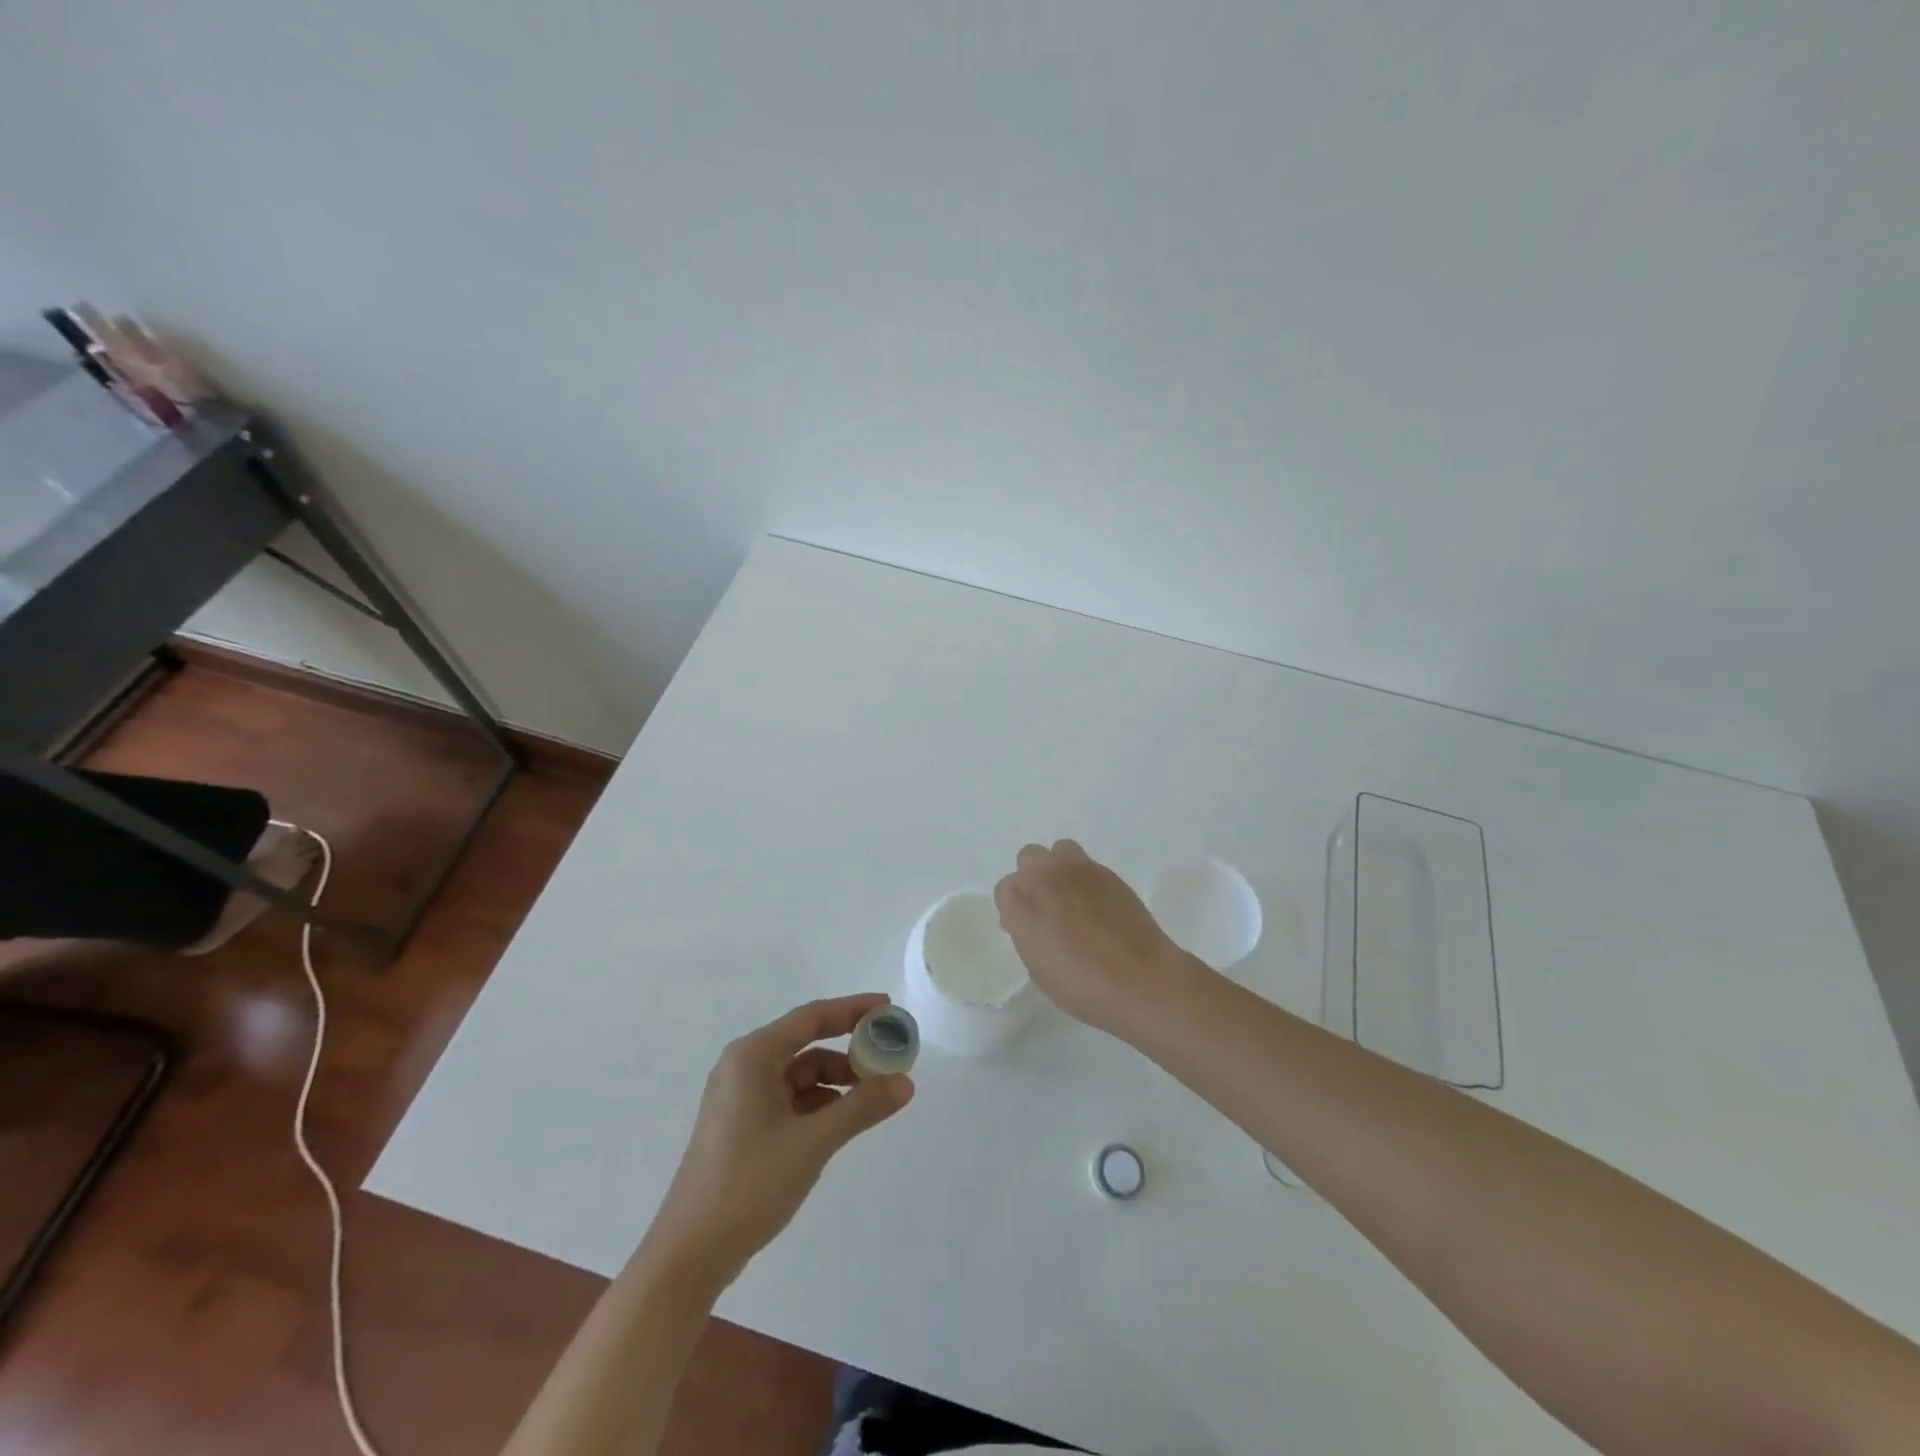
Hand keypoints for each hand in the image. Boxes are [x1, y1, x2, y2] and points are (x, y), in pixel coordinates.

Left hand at [649, 994, 913, 1286]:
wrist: (690, 1255)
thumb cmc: (750, 1184)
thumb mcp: (814, 1142)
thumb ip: (862, 1107)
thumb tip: (906, 1082)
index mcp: (753, 1056)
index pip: (812, 1017)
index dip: (853, 1009)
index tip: (888, 1008)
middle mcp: (744, 1067)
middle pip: (807, 1043)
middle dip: (849, 1049)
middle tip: (890, 1055)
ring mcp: (741, 1097)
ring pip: (801, 1074)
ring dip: (837, 1081)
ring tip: (875, 1096)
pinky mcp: (743, 1126)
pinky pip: (790, 1099)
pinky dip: (819, 1104)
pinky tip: (845, 1121)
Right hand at [994, 839, 1197, 1033]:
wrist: (1139, 979)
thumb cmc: (1082, 986)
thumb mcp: (1039, 968)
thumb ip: (1029, 935)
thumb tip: (1035, 922)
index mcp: (1020, 901)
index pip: (1005, 889)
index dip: (1015, 908)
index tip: (1027, 928)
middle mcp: (1044, 876)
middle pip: (1028, 858)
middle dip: (1034, 878)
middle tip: (1048, 907)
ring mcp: (1078, 869)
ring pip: (1059, 850)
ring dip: (1060, 868)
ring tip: (1073, 897)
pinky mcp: (1107, 872)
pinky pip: (1087, 864)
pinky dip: (1086, 879)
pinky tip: (1098, 905)